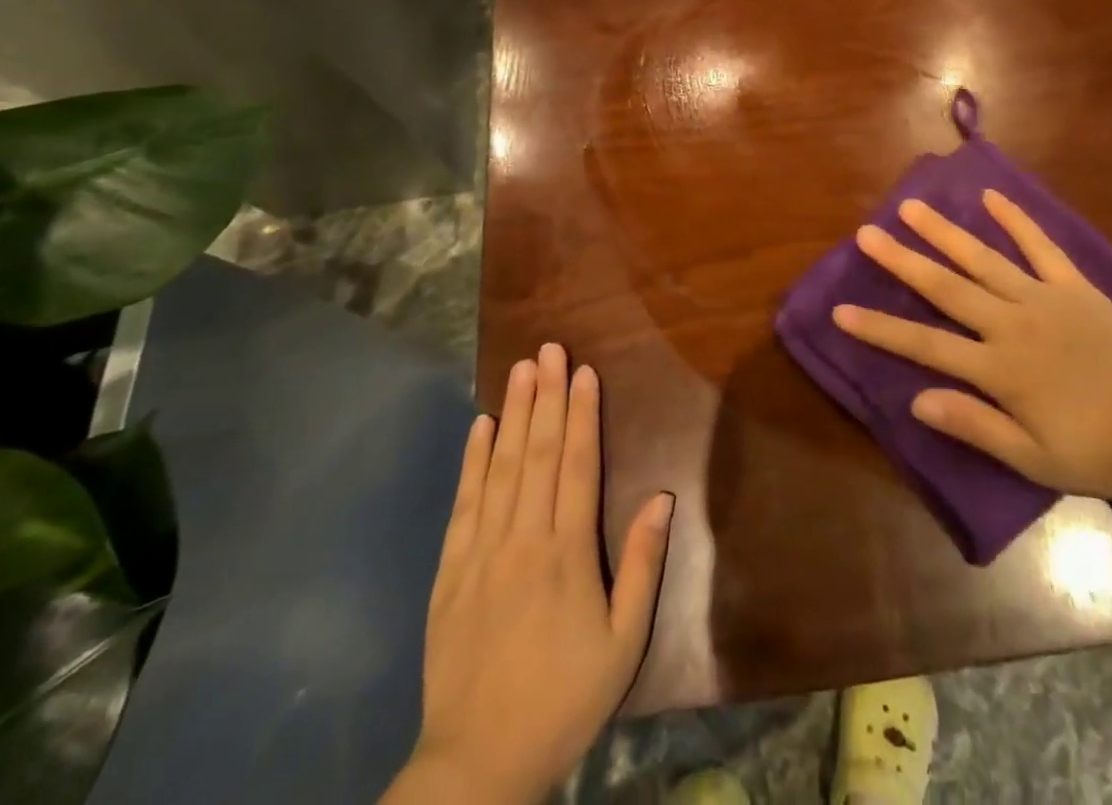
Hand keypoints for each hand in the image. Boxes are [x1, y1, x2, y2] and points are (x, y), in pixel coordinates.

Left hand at [386, 344, 673, 804]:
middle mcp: (522, 538)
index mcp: (567, 552)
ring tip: (520, 369)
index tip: (584, 371)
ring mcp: (480, 551)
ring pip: (500, 467)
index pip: (576, 464)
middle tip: (549, 348)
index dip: (582, 413)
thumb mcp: (623, 643)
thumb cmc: (562, 699)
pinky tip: (479, 427)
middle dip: (545, 395)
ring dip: (512, 413)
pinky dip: (471, 461)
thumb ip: (642, 566)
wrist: (476, 764)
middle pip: (537, 452)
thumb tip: (662, 498)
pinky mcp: (449, 571)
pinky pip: (463, 503)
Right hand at [833, 190, 1111, 501]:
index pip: (925, 345)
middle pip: (946, 288)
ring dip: (945, 233)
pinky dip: (1016, 221)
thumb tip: (916, 400)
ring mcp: (1044, 298)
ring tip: (911, 208)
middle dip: (902, 262)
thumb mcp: (1034, 459)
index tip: (841, 311)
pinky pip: (1041, 247)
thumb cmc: (1101, 451)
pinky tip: (991, 197)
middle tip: (866, 234)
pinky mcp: (1075, 287)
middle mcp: (1011, 323)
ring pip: (984, 259)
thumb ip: (974, 426)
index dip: (880, 328)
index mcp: (999, 368)